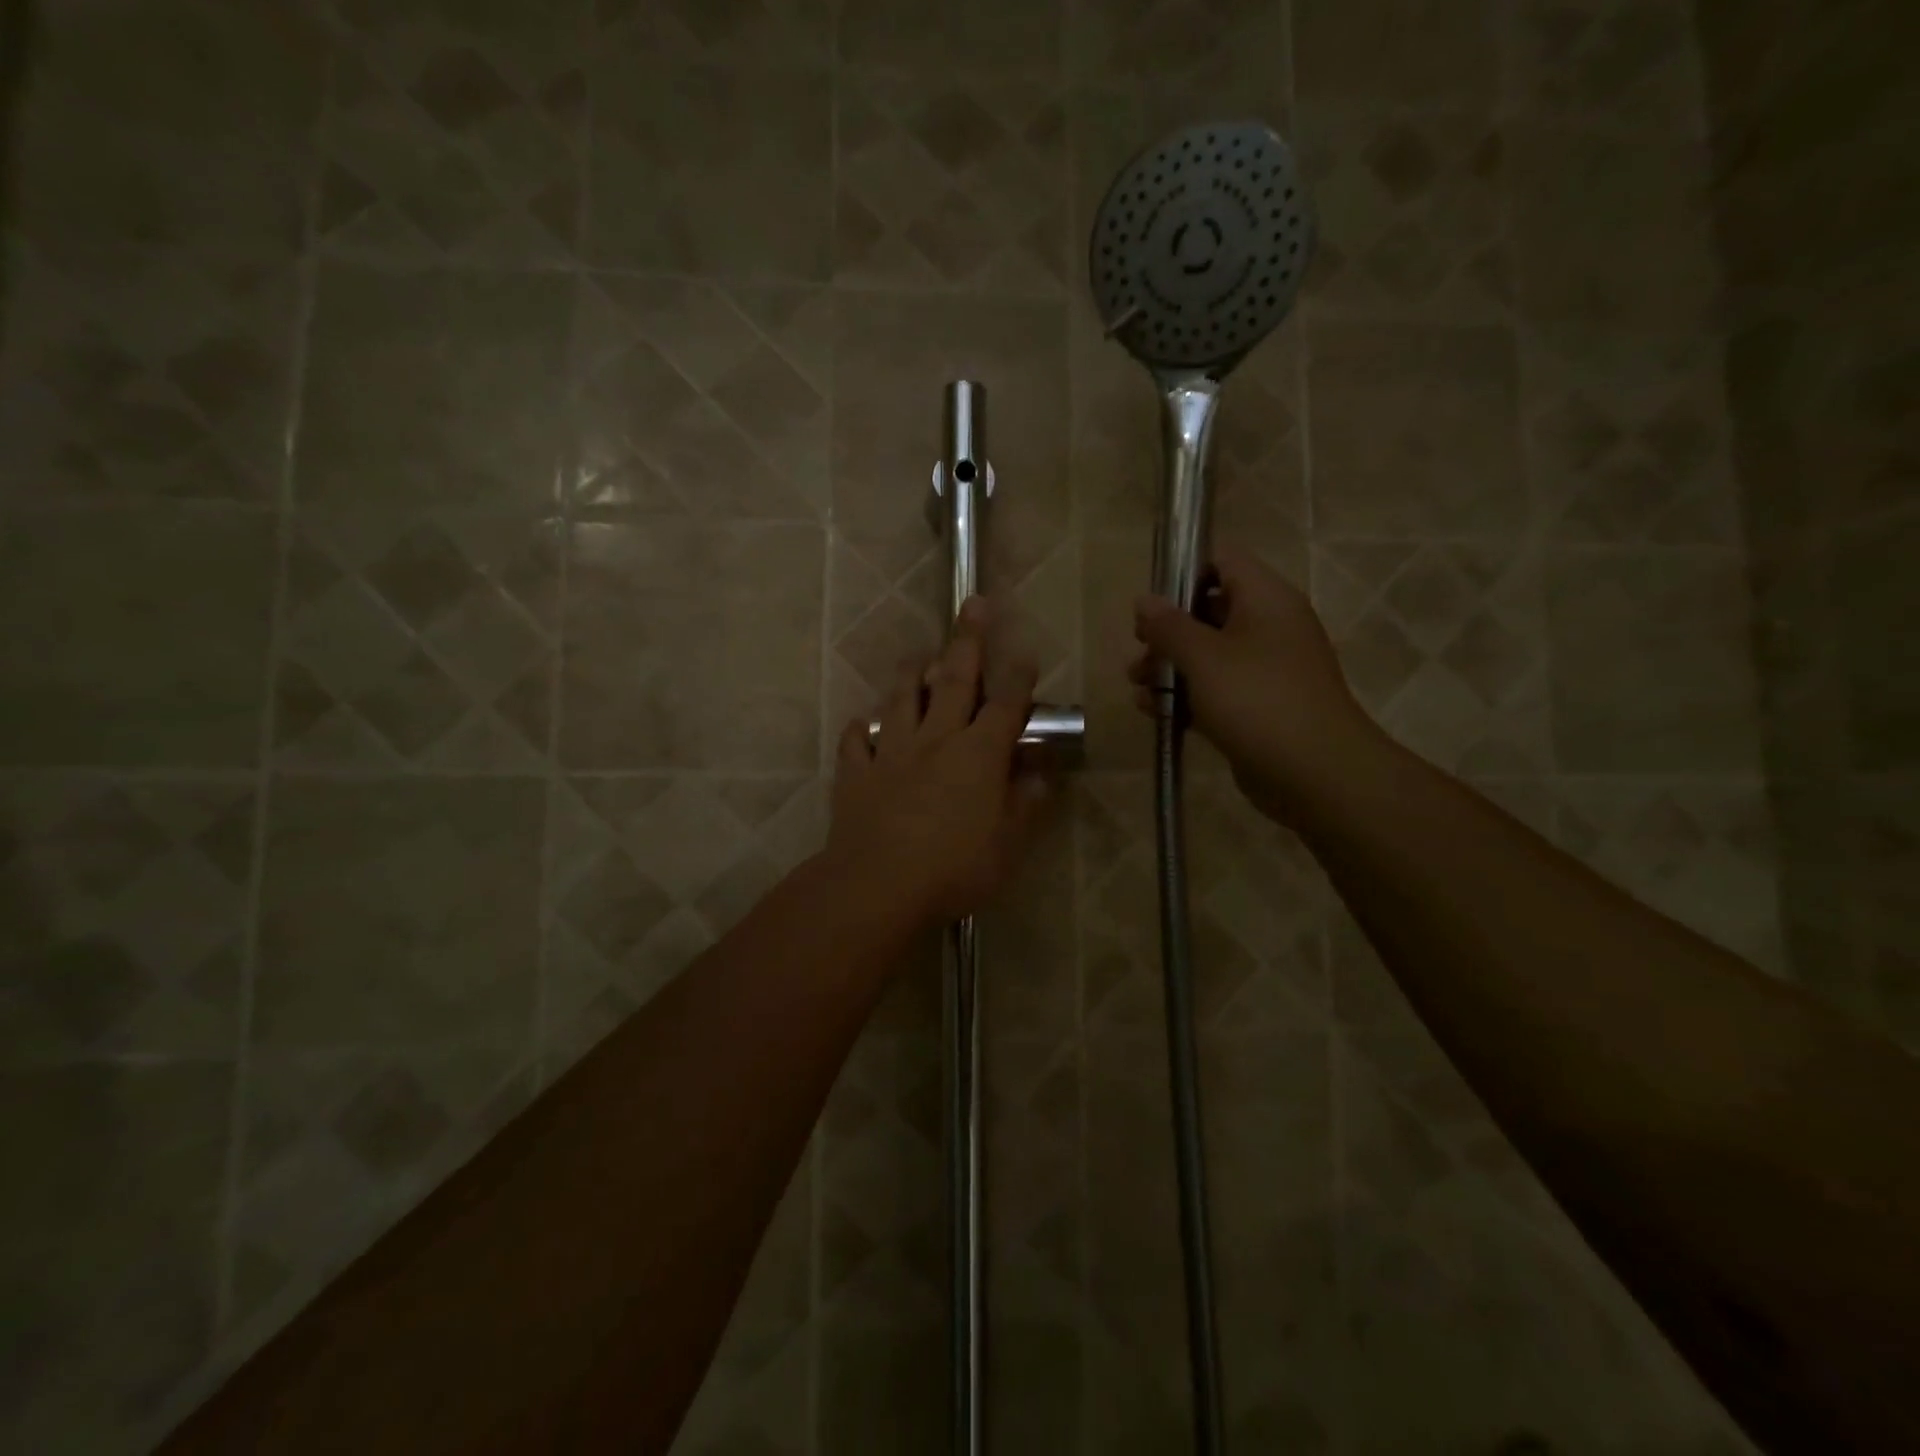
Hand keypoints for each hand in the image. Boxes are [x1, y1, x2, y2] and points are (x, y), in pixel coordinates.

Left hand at [828, 598, 1047, 926]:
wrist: (877, 885)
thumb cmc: (954, 867)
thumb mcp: (1007, 844)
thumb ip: (1026, 804)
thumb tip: (1041, 774)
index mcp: (978, 754)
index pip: (1005, 705)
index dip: (1018, 677)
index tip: (1025, 652)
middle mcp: (936, 741)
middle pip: (955, 681)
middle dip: (967, 640)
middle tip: (972, 604)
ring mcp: (892, 753)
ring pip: (901, 700)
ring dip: (912, 674)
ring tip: (918, 655)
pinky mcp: (857, 774)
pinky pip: (857, 743)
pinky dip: (860, 730)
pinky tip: (861, 725)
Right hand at [1129, 547, 1376, 822]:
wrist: (1314, 772)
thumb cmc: (1257, 700)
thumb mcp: (1203, 657)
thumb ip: (1169, 626)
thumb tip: (1144, 600)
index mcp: (1266, 599)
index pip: (1223, 560)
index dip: (1184, 572)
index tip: (1151, 603)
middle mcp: (1269, 626)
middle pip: (1210, 609)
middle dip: (1168, 630)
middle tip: (1139, 650)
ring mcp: (1266, 669)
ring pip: (1209, 654)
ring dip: (1170, 666)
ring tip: (1136, 685)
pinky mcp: (1259, 706)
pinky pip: (1216, 689)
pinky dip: (1186, 696)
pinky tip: (1153, 711)